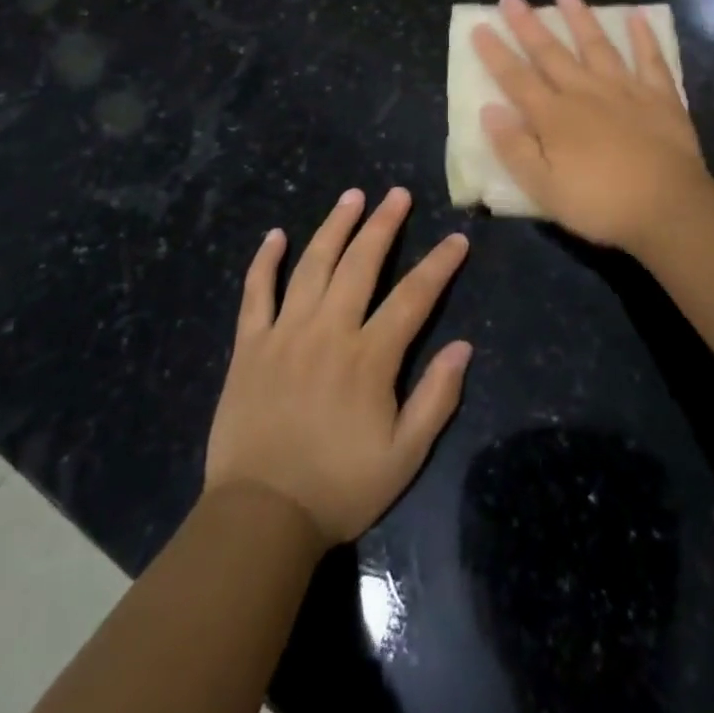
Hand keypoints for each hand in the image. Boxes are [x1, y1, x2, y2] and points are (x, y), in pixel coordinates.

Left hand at [204, 187, 471, 546]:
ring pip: (312, 265)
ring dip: (334, 227)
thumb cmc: (338, 488)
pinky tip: (275, 236)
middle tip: (398, 194)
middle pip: (360, 264)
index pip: (413, 297)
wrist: (259, 518)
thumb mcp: (403, 456)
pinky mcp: (250, 346)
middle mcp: (328, 331)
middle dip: (383, 224)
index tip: (457, 239)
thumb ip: (436, 399)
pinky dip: (265, 262)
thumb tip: (463, 347)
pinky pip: (256, 294)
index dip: (439, 265)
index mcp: (369, 357)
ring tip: (352, 196)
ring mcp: (285, 334)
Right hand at [471, 0, 711, 252]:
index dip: (496, 53)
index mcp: (555, 117)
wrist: (668, 208)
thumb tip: (489, 110)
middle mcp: (585, 92)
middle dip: (528, 24)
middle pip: (551, 53)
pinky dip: (644, 37)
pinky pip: (651, 59)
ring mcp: (625, 90)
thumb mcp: (544, 189)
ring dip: (580, 17)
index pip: (516, 78)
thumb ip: (515, 149)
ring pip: (597, 45)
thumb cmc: (600, 204)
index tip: (480, 26)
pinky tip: (637, 16)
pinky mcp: (660, 96)